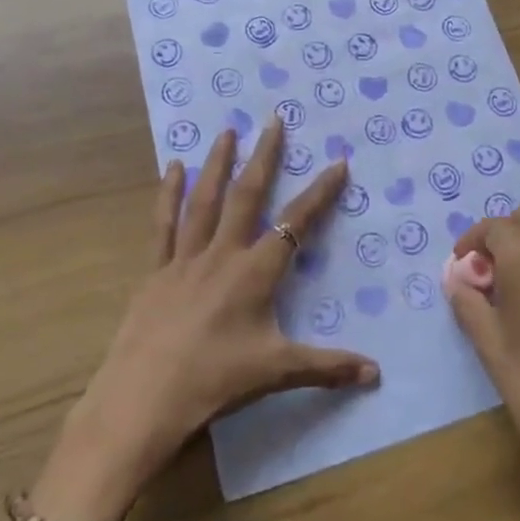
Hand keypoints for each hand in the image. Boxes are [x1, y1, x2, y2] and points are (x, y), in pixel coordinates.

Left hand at [39, 119, 377, 520]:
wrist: (143, 400)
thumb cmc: (214, 382)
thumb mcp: (276, 372)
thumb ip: (327, 367)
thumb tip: (376, 373)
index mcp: (255, 273)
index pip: (296, 223)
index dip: (320, 192)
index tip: (338, 163)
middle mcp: (222, 254)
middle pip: (247, 195)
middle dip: (264, 156)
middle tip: (273, 120)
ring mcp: (185, 258)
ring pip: (204, 199)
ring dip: (218, 162)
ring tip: (227, 130)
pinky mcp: (156, 271)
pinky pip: (164, 224)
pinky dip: (169, 193)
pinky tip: (173, 167)